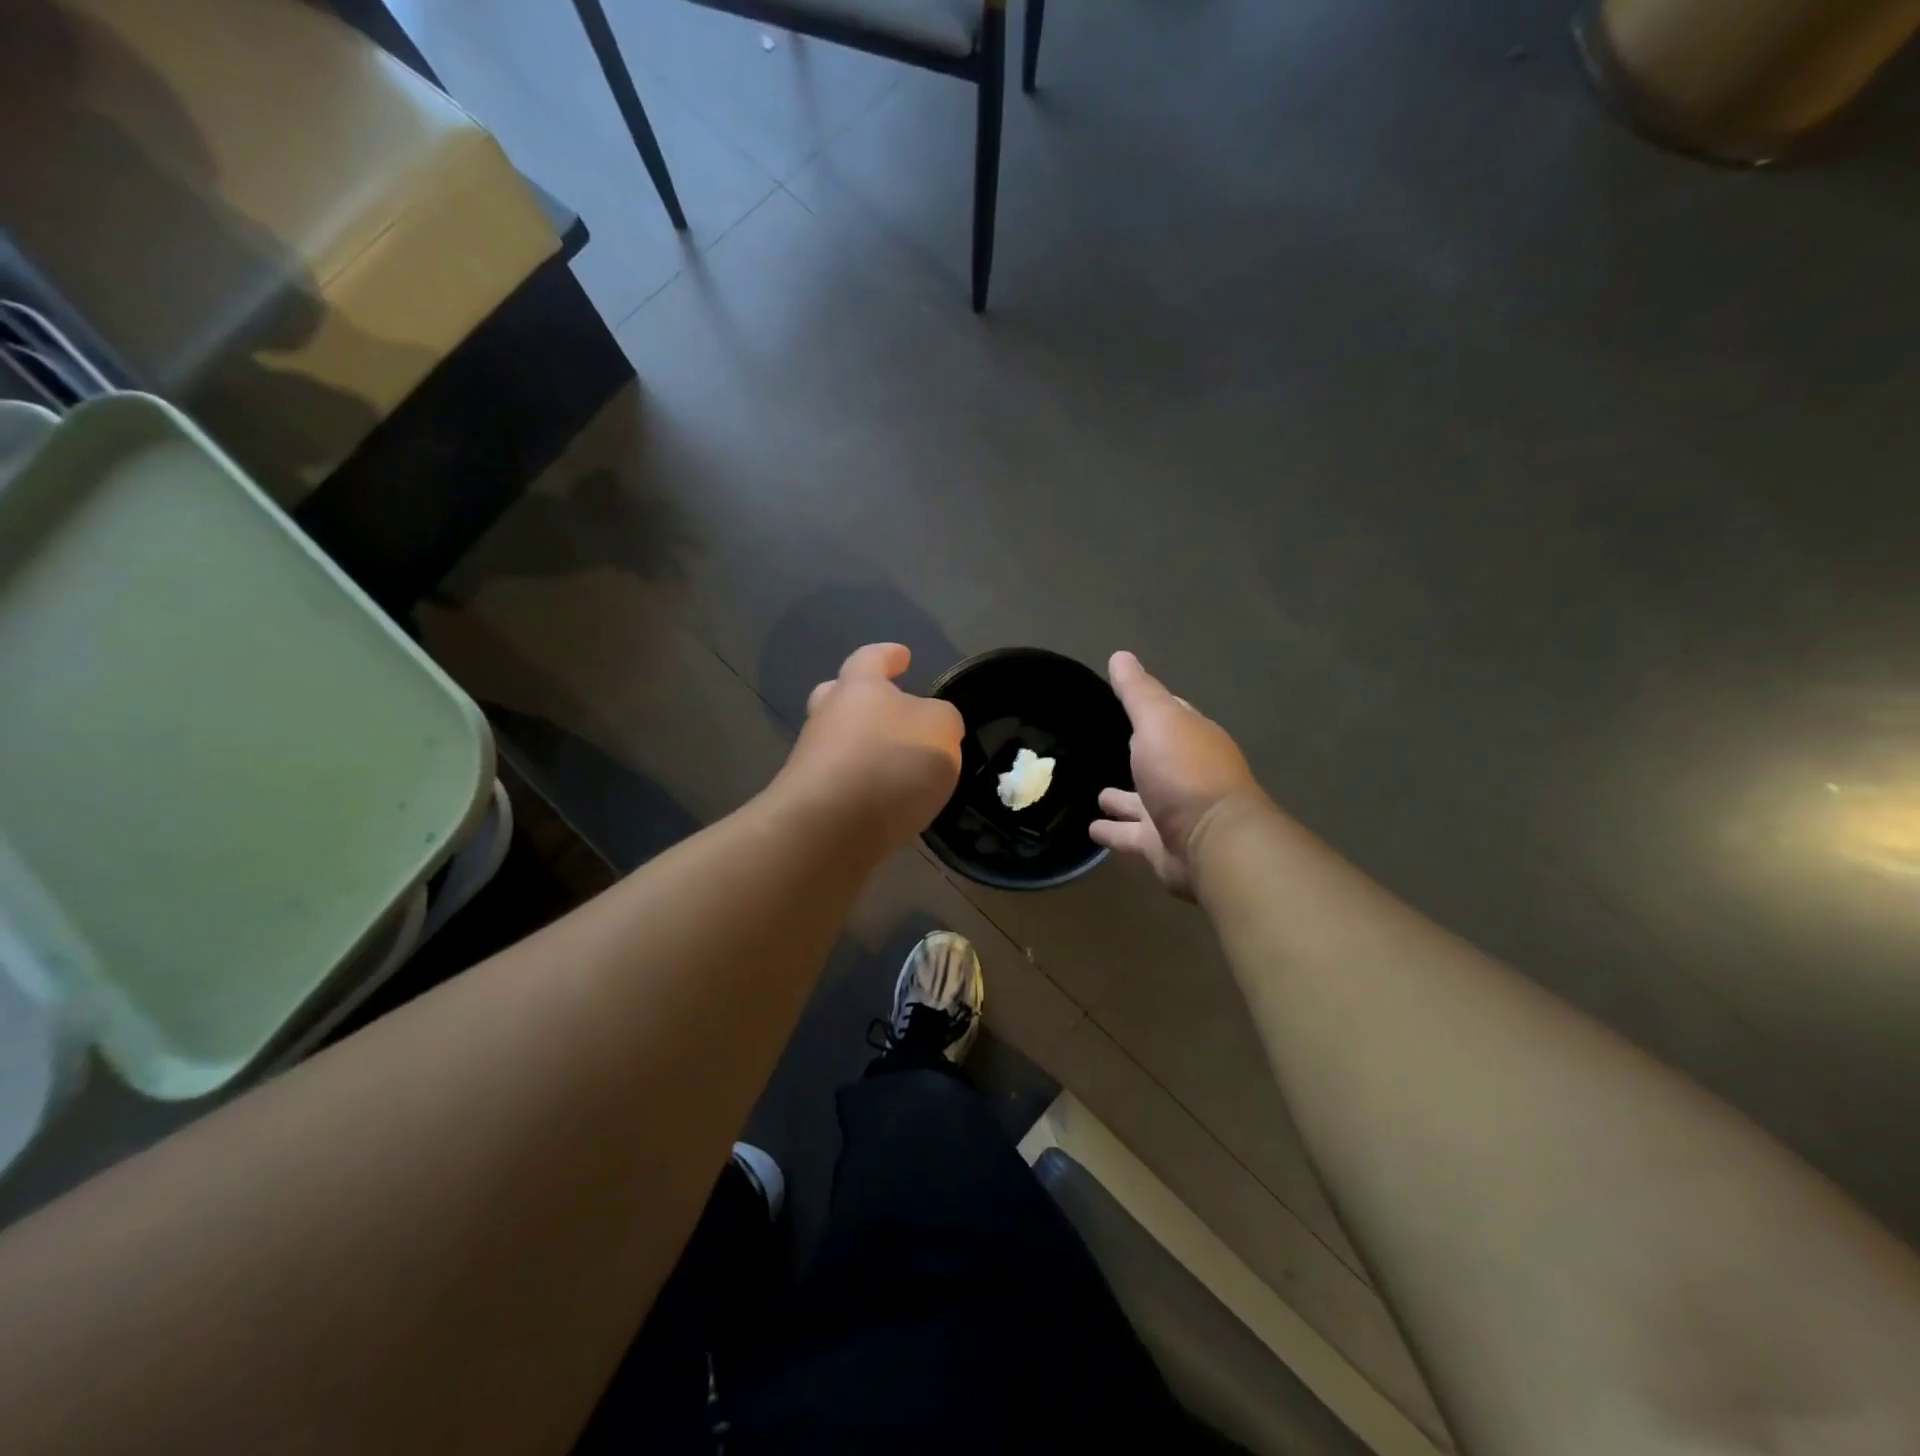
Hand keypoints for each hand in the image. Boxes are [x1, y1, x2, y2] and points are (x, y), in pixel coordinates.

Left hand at [774, 643, 963, 854]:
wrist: (828, 829)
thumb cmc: (889, 762)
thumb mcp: (941, 730)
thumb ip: (942, 720)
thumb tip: (933, 724)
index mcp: (858, 688)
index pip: (871, 659)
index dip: (888, 655)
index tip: (902, 656)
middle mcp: (828, 718)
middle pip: (836, 697)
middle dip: (858, 699)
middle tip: (882, 707)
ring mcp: (812, 762)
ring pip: (837, 744)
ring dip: (863, 749)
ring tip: (898, 768)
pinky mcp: (810, 803)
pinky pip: (840, 784)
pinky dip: (861, 787)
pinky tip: (885, 803)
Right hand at [1091, 651, 1262, 897]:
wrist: (1210, 841)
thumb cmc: (1184, 772)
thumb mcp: (1158, 720)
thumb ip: (1137, 692)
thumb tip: (1120, 656)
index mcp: (1193, 739)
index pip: (1172, 716)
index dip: (1152, 707)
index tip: (1128, 699)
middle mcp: (1186, 775)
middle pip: (1157, 760)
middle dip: (1137, 755)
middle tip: (1105, 747)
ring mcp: (1174, 812)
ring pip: (1141, 802)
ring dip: (1122, 799)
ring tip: (1096, 794)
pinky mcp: (1160, 846)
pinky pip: (1130, 834)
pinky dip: (1113, 830)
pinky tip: (1092, 828)